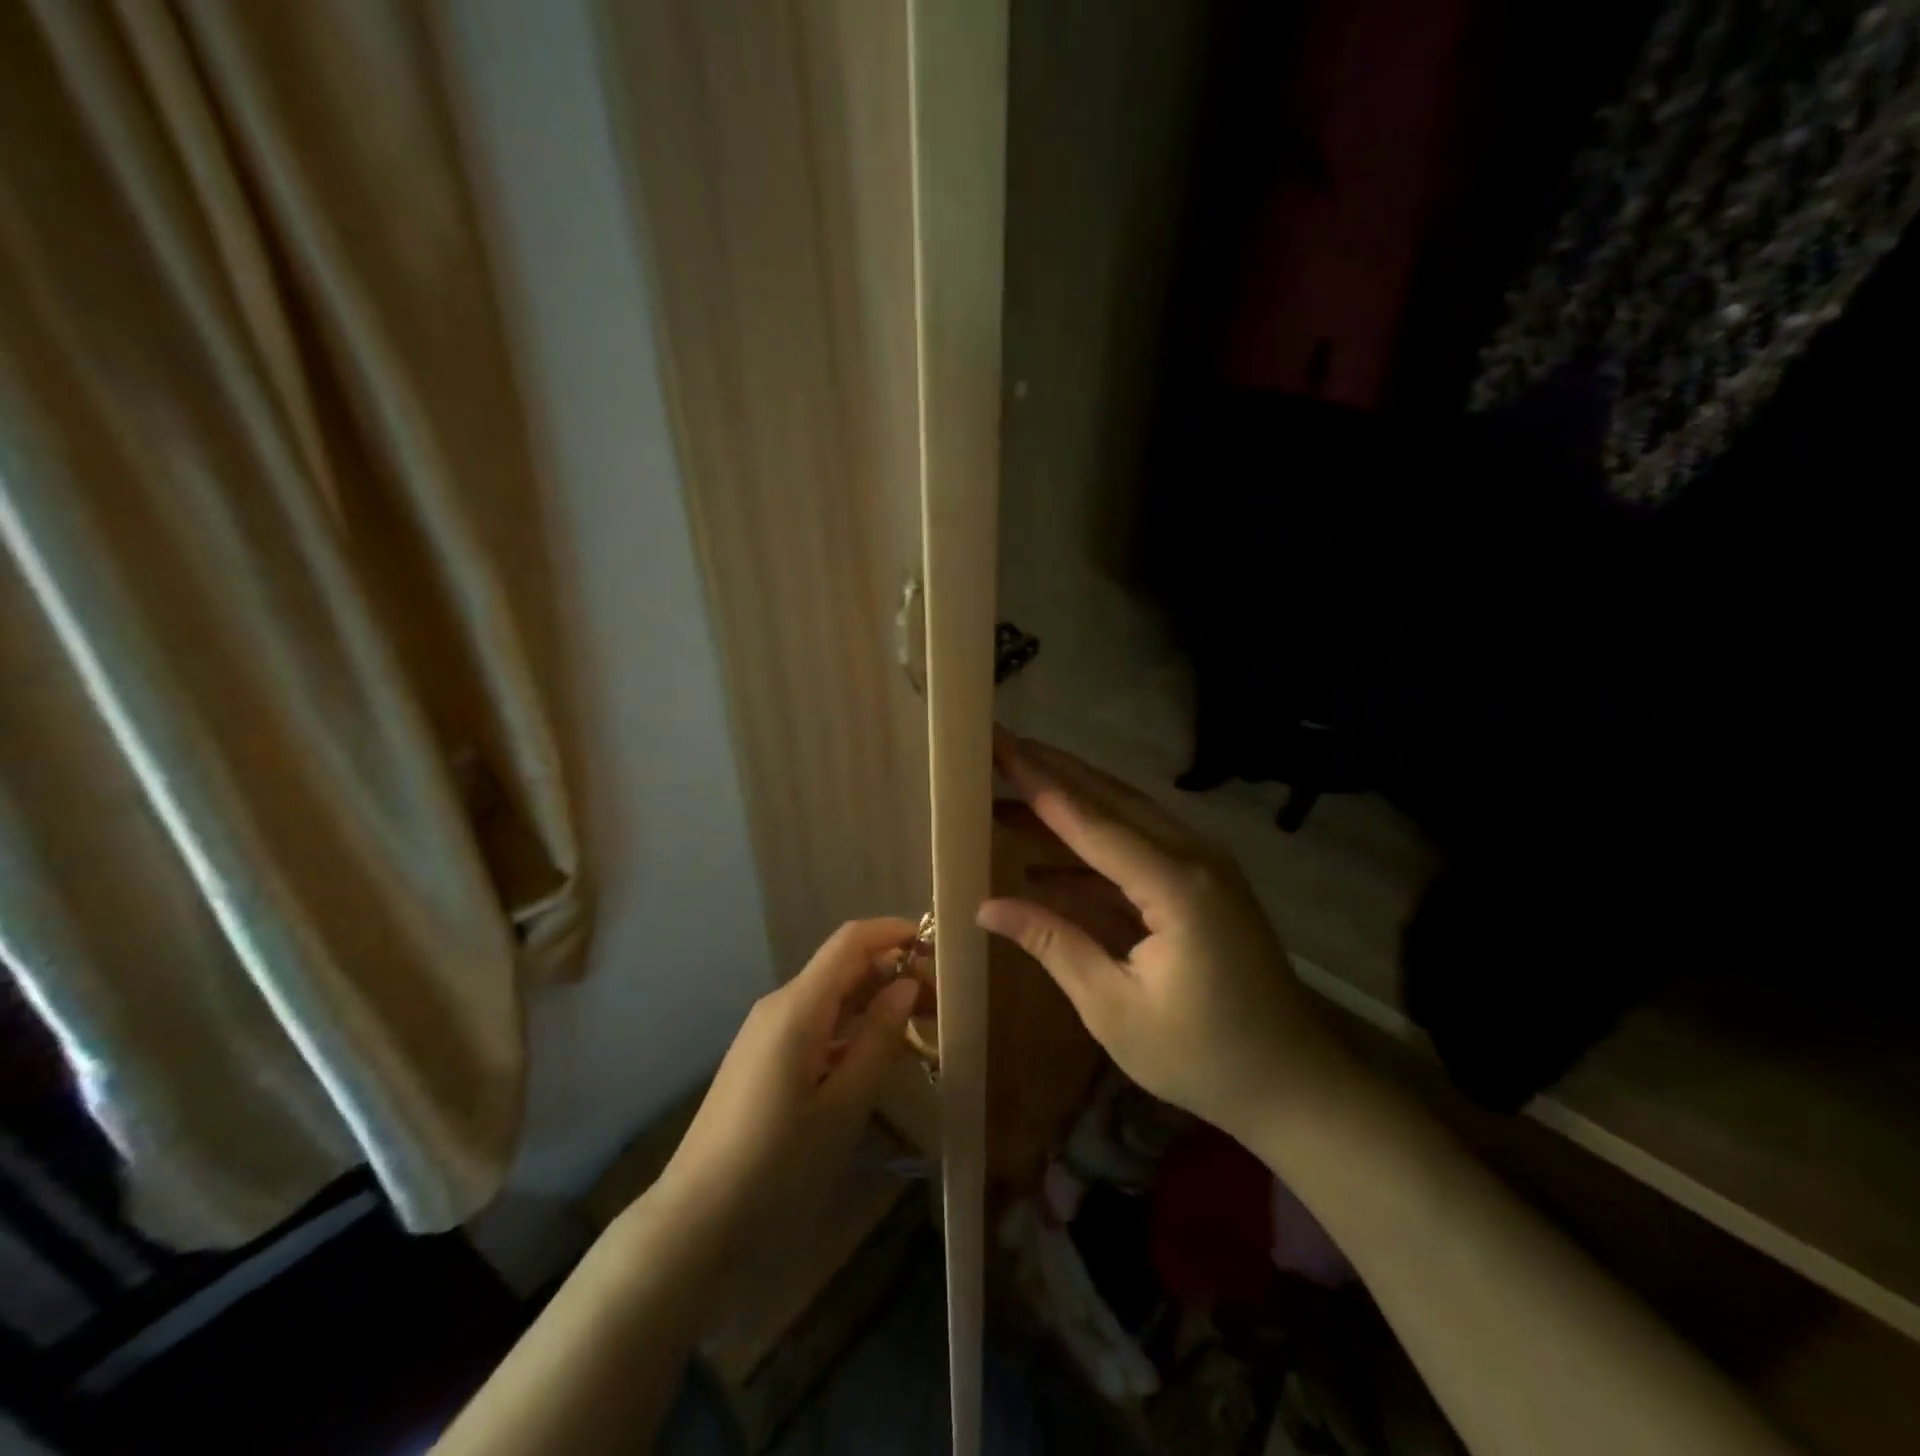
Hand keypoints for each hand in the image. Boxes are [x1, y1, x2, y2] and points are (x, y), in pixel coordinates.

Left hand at [657, 918, 920, 1236]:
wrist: (695, 1221)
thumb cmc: (777, 1165)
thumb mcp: (843, 1106)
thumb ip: (878, 1039)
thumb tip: (906, 984)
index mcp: (797, 1007)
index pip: (851, 941)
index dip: (894, 932)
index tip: (937, 946)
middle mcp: (780, 1005)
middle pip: (843, 966)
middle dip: (893, 972)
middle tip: (941, 1003)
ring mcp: (766, 1030)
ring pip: (831, 996)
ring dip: (875, 1001)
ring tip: (920, 1028)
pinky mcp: (762, 1056)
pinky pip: (815, 1022)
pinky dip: (851, 1026)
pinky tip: (877, 1055)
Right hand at [979, 734, 1354, 1145]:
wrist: (1295, 1081)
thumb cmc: (1203, 1056)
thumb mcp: (1114, 1008)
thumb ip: (1053, 944)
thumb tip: (986, 907)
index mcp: (1176, 886)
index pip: (1091, 822)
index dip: (1038, 783)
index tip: (999, 745)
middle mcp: (1194, 857)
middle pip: (1110, 799)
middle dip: (1052, 770)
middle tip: (1000, 745)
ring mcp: (1203, 865)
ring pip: (1125, 814)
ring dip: (1069, 799)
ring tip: (1010, 785)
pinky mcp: (1201, 881)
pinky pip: (1138, 845)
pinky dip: (1091, 841)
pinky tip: (1046, 849)